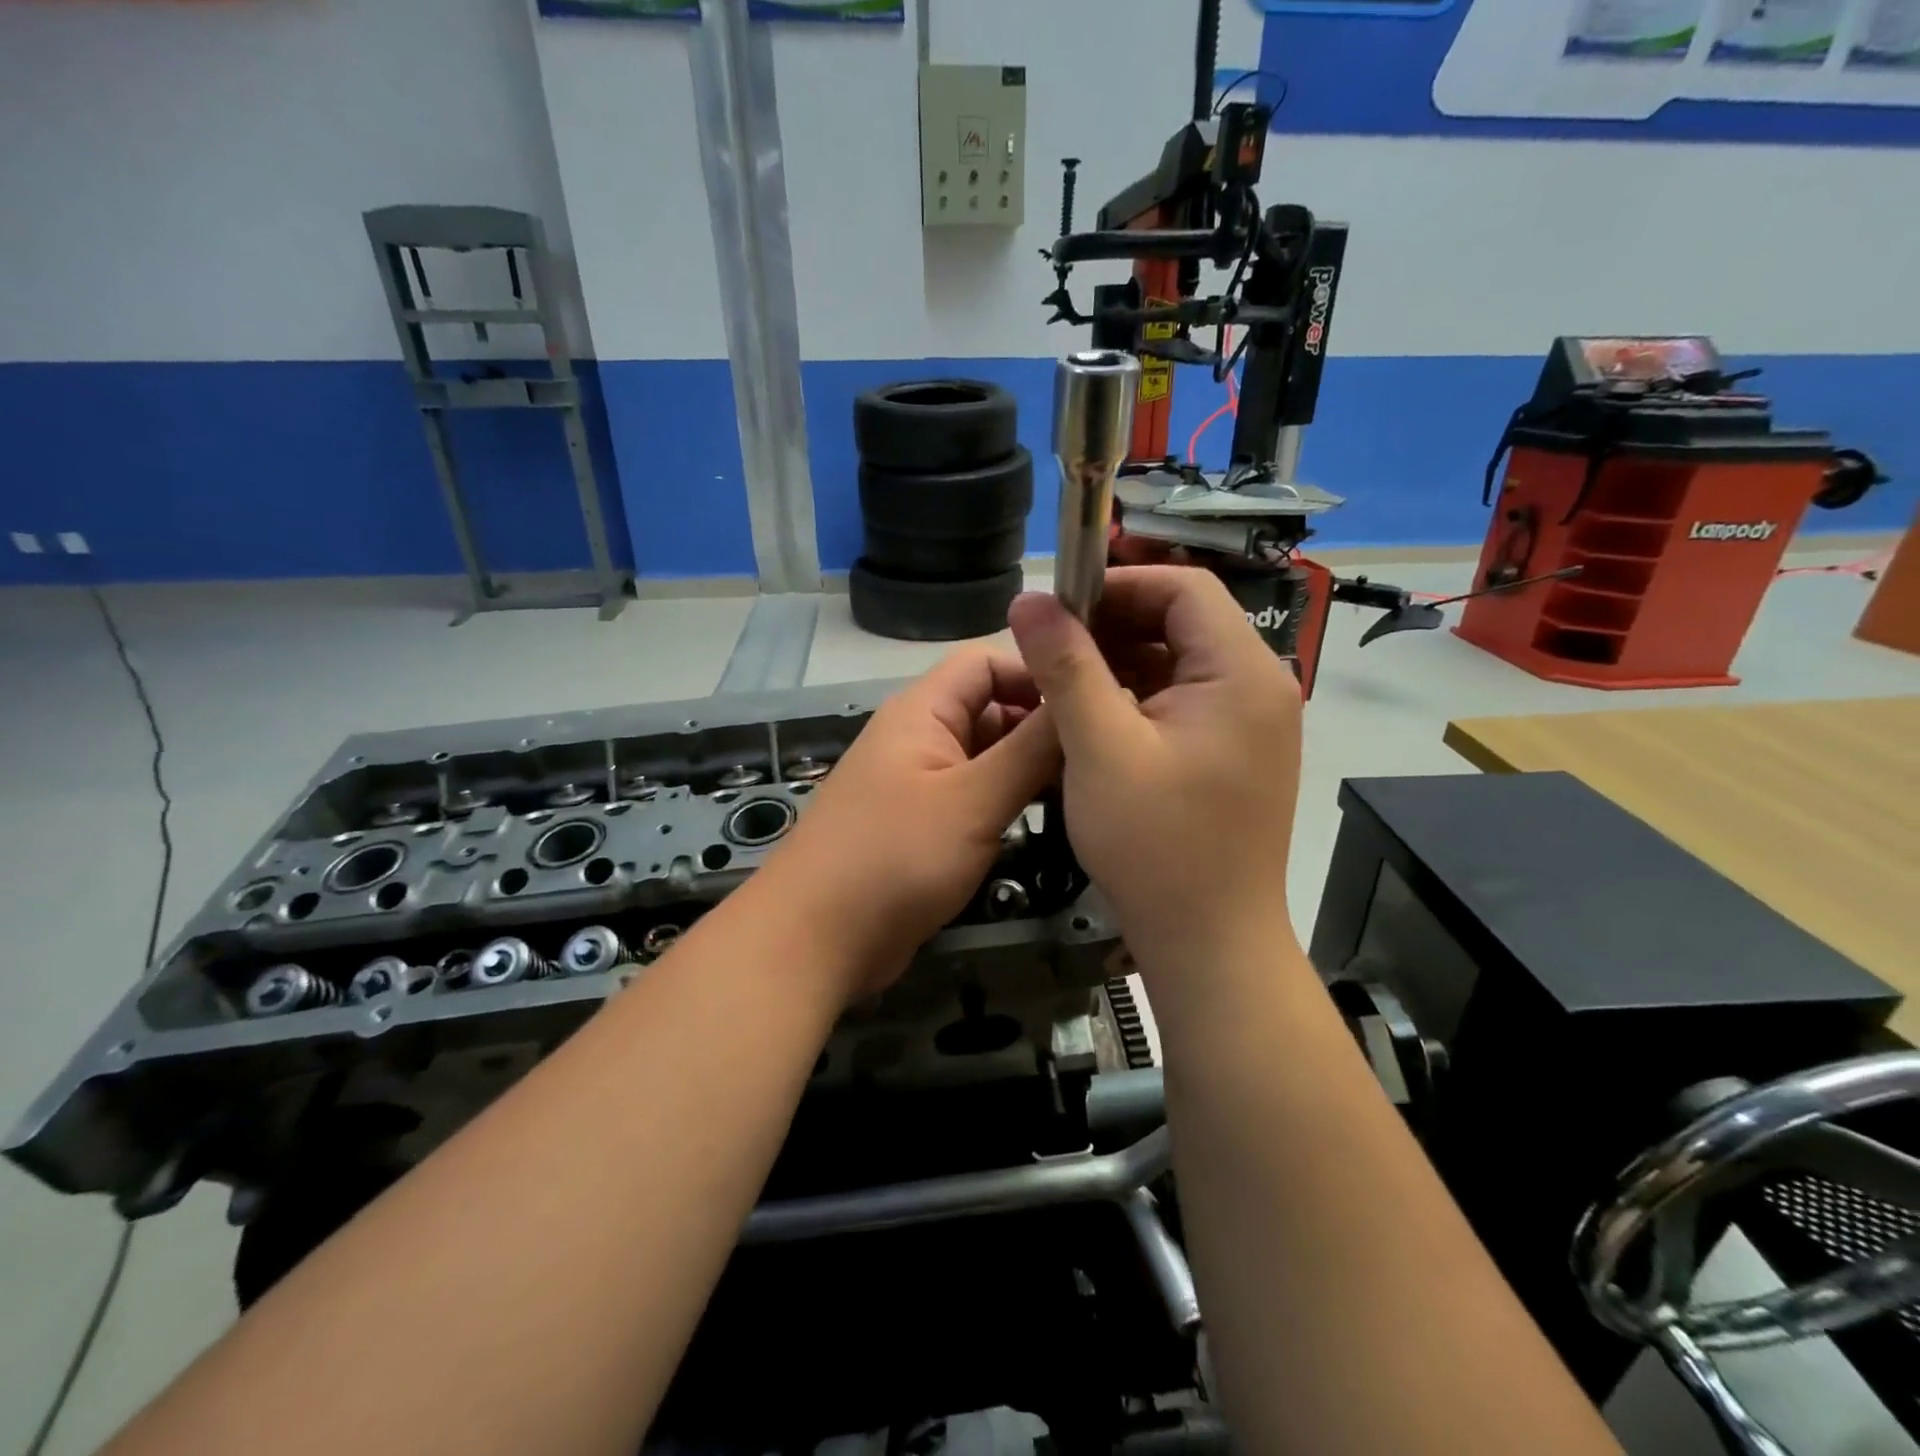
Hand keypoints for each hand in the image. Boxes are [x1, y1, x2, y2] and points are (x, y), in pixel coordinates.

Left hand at [757, 650, 1060, 1001]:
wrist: (816, 939)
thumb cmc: (895, 856)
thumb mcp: (974, 799)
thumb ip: (1031, 749)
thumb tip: (1081, 696)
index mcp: (923, 711)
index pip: (987, 662)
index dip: (1038, 673)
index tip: (1092, 705)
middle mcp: (919, 737)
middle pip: (990, 709)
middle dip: (1041, 727)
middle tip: (1101, 757)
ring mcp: (919, 783)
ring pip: (985, 758)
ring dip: (1028, 769)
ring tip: (1087, 790)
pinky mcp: (921, 826)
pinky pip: (973, 797)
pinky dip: (1006, 802)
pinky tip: (1048, 823)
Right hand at [1007, 566, 1302, 970]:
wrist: (1208, 945)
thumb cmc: (1156, 846)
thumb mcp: (1099, 748)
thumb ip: (1065, 666)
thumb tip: (1027, 601)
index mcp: (1242, 673)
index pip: (1184, 587)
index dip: (1118, 583)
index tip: (1059, 606)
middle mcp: (1259, 688)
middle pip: (1183, 622)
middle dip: (1113, 625)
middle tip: (1051, 647)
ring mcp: (1251, 724)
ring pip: (1179, 663)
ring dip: (1120, 662)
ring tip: (1064, 683)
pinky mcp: (1235, 754)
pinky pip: (1183, 702)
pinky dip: (1137, 698)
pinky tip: (1095, 720)